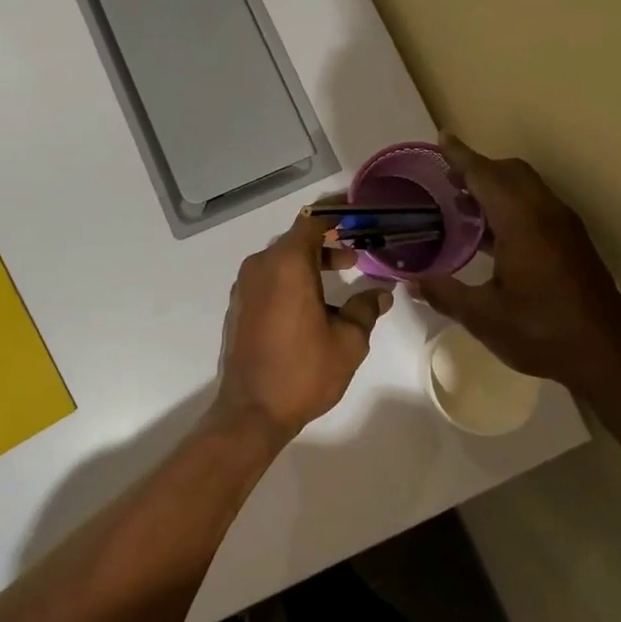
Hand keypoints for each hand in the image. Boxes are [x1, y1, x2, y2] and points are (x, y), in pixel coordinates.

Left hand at [213, 210, 392, 444]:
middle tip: (358, 252)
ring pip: (282, 259)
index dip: (336, 212)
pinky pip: (269, 277)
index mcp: (286, 264)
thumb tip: (380, 292)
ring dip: (310, 262)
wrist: (252, 411)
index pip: (312, 221)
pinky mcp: (240, 305)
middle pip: (297, 239)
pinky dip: (292, 277)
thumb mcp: (348, 341)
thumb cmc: (304, 371)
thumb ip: (365, 309)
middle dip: (328, 241)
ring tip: (341, 275)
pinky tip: (314, 300)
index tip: (358, 211)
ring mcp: (245, 285)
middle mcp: (261, 265)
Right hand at [413, 135, 620, 383]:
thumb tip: (411, 282)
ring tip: (463, 204)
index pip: (486, 175)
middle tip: (447, 179)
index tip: (442, 138)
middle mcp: (546, 214)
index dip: (461, 157)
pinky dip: (511, 202)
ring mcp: (564, 226)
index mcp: (522, 222)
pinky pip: (537, 204)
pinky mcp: (573, 242)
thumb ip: (444, 293)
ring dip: (496, 185)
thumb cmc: (542, 333)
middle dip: (479, 167)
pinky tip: (493, 235)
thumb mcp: (484, 317)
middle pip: (511, 172)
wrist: (608, 357)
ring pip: (527, 187)